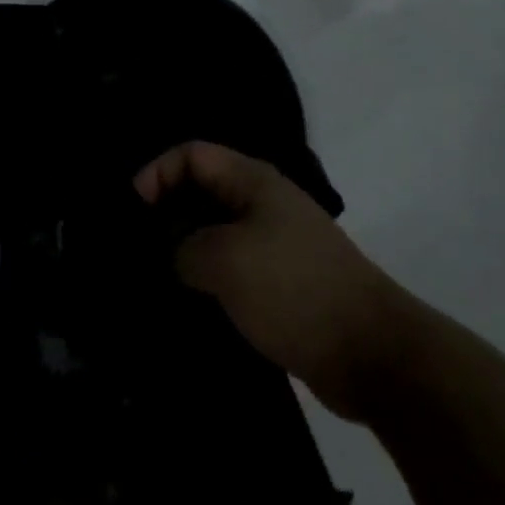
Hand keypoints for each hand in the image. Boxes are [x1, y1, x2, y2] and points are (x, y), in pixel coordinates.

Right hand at [134, 140, 415, 421]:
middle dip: (168, 212)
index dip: (157, 172)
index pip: (192, 154)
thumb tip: (175, 255)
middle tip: (137, 248)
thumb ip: (186, 248)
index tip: (132, 212)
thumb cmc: (294, 288)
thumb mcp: (227, 261)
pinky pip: (234, 267)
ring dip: (187, 250)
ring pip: (217, 231)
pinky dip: (210, 279)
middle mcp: (263, 202)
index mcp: (252, 180)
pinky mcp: (282, 282)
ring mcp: (275, 242)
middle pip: (203, 189)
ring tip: (156, 279)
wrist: (372, 351)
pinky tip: (190, 305)